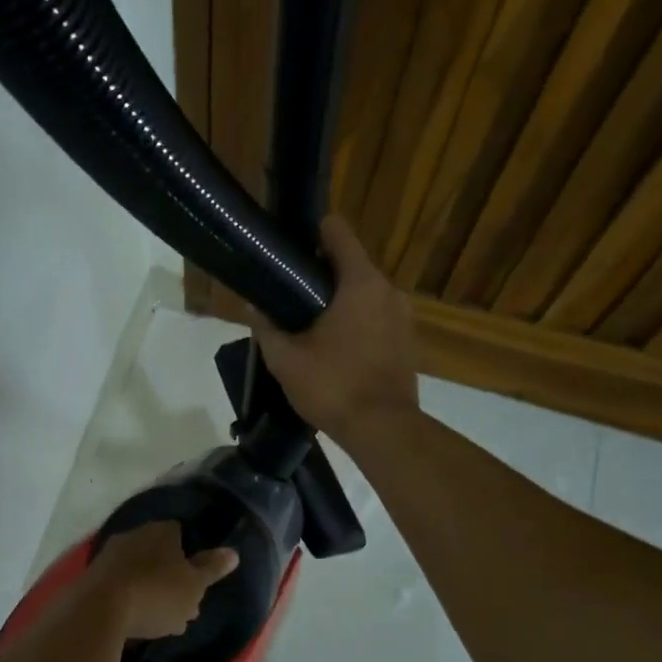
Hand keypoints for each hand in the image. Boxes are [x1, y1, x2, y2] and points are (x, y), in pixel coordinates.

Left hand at [89, 521, 239, 640]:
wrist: (99, 609)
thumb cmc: (157, 593)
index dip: (191, 559)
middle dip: (170, 579)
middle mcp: (135, 534)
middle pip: (159, 555)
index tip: (196, 585)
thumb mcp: (194, 585)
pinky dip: (129, 600)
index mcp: (162, 530)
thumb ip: (212, 568)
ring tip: (160, 624)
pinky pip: (119, 586)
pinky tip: (135, 624)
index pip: (181, 534)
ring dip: (150, 592)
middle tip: (182, 609)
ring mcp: (110, 554)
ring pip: (140, 572)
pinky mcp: (92, 575)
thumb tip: (232, 552)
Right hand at [247, 215, 419, 445]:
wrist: (383, 429)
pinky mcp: (407, 340)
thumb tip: (253, 305)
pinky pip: (376, 317)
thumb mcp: (285, 359)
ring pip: (364, 292)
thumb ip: (266, 327)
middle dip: (320, 274)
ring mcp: (403, 316)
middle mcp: (387, 290)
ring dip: (339, 301)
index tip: (289, 250)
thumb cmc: (333, 387)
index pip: (337, 231)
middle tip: (289, 295)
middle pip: (350, 263)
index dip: (311, 233)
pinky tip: (334, 347)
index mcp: (360, 283)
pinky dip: (356, 322)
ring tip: (309, 323)